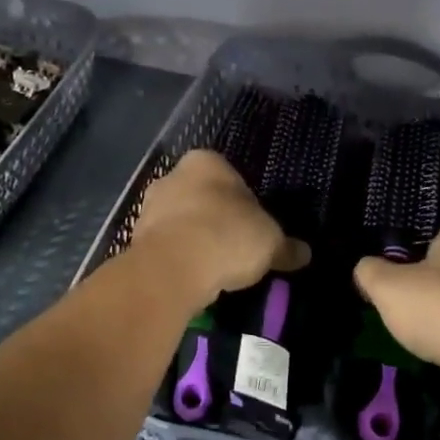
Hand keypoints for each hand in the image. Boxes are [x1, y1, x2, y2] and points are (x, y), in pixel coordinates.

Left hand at [127, 151, 308, 307]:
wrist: (173, 268)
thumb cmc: (228, 236)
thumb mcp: (270, 242)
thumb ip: (286, 246)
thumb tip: (304, 253)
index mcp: (206, 161)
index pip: (231, 177)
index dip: (245, 203)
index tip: (253, 228)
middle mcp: (172, 175)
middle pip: (202, 197)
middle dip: (216, 219)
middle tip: (235, 249)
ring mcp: (149, 206)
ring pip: (180, 221)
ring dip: (194, 239)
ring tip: (215, 269)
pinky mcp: (134, 237)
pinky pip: (165, 246)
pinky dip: (178, 259)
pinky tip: (193, 278)